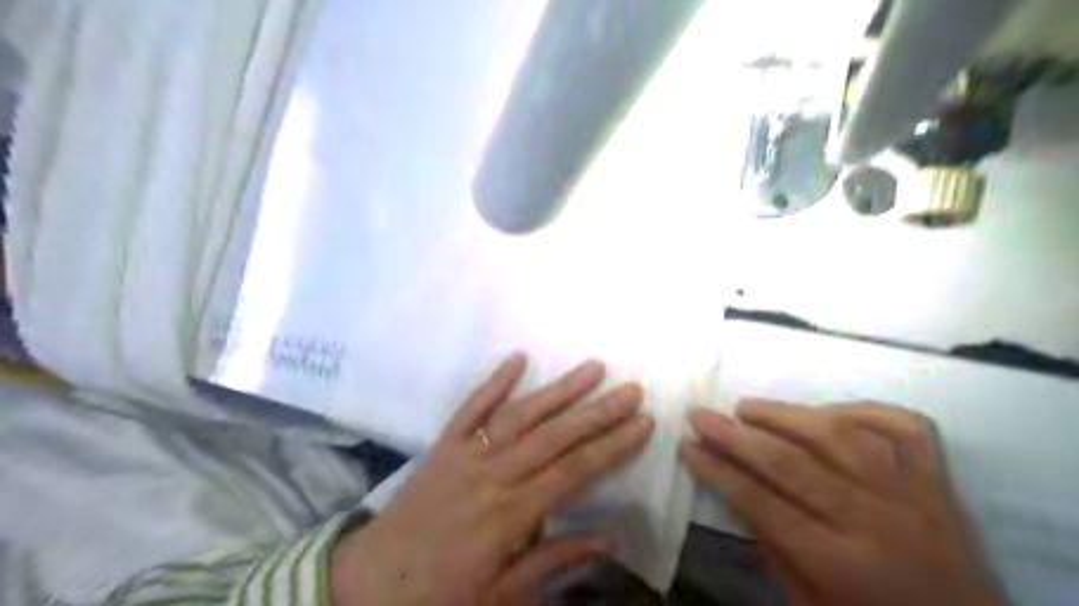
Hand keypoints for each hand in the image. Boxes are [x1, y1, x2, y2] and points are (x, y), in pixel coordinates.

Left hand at [329, 356, 653, 605]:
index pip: (574, 471)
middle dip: (599, 411)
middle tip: (632, 389)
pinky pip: (471, 408)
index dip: (613, 446)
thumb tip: (611, 539)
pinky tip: (518, 359)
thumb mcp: (503, 593)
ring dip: (559, 389)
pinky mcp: (444, 444)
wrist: (369, 583)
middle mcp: (493, 474)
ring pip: (521, 414)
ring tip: (592, 367)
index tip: (643, 424)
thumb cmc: (441, 593)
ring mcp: (466, 453)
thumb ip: (555, 560)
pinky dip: (494, 381)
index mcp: (511, 514)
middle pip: (556, 436)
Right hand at [682, 397, 1001, 605]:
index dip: (718, 471)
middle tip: (700, 415)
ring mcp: (913, 493)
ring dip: (786, 414)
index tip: (687, 446)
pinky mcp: (939, 479)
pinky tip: (828, 412)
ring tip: (747, 408)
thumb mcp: (811, 603)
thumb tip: (732, 490)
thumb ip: (771, 546)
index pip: (762, 504)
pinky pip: (904, 427)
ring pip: (841, 434)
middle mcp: (876, 520)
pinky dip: (864, 409)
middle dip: (736, 435)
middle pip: (792, 463)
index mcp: (841, 564)